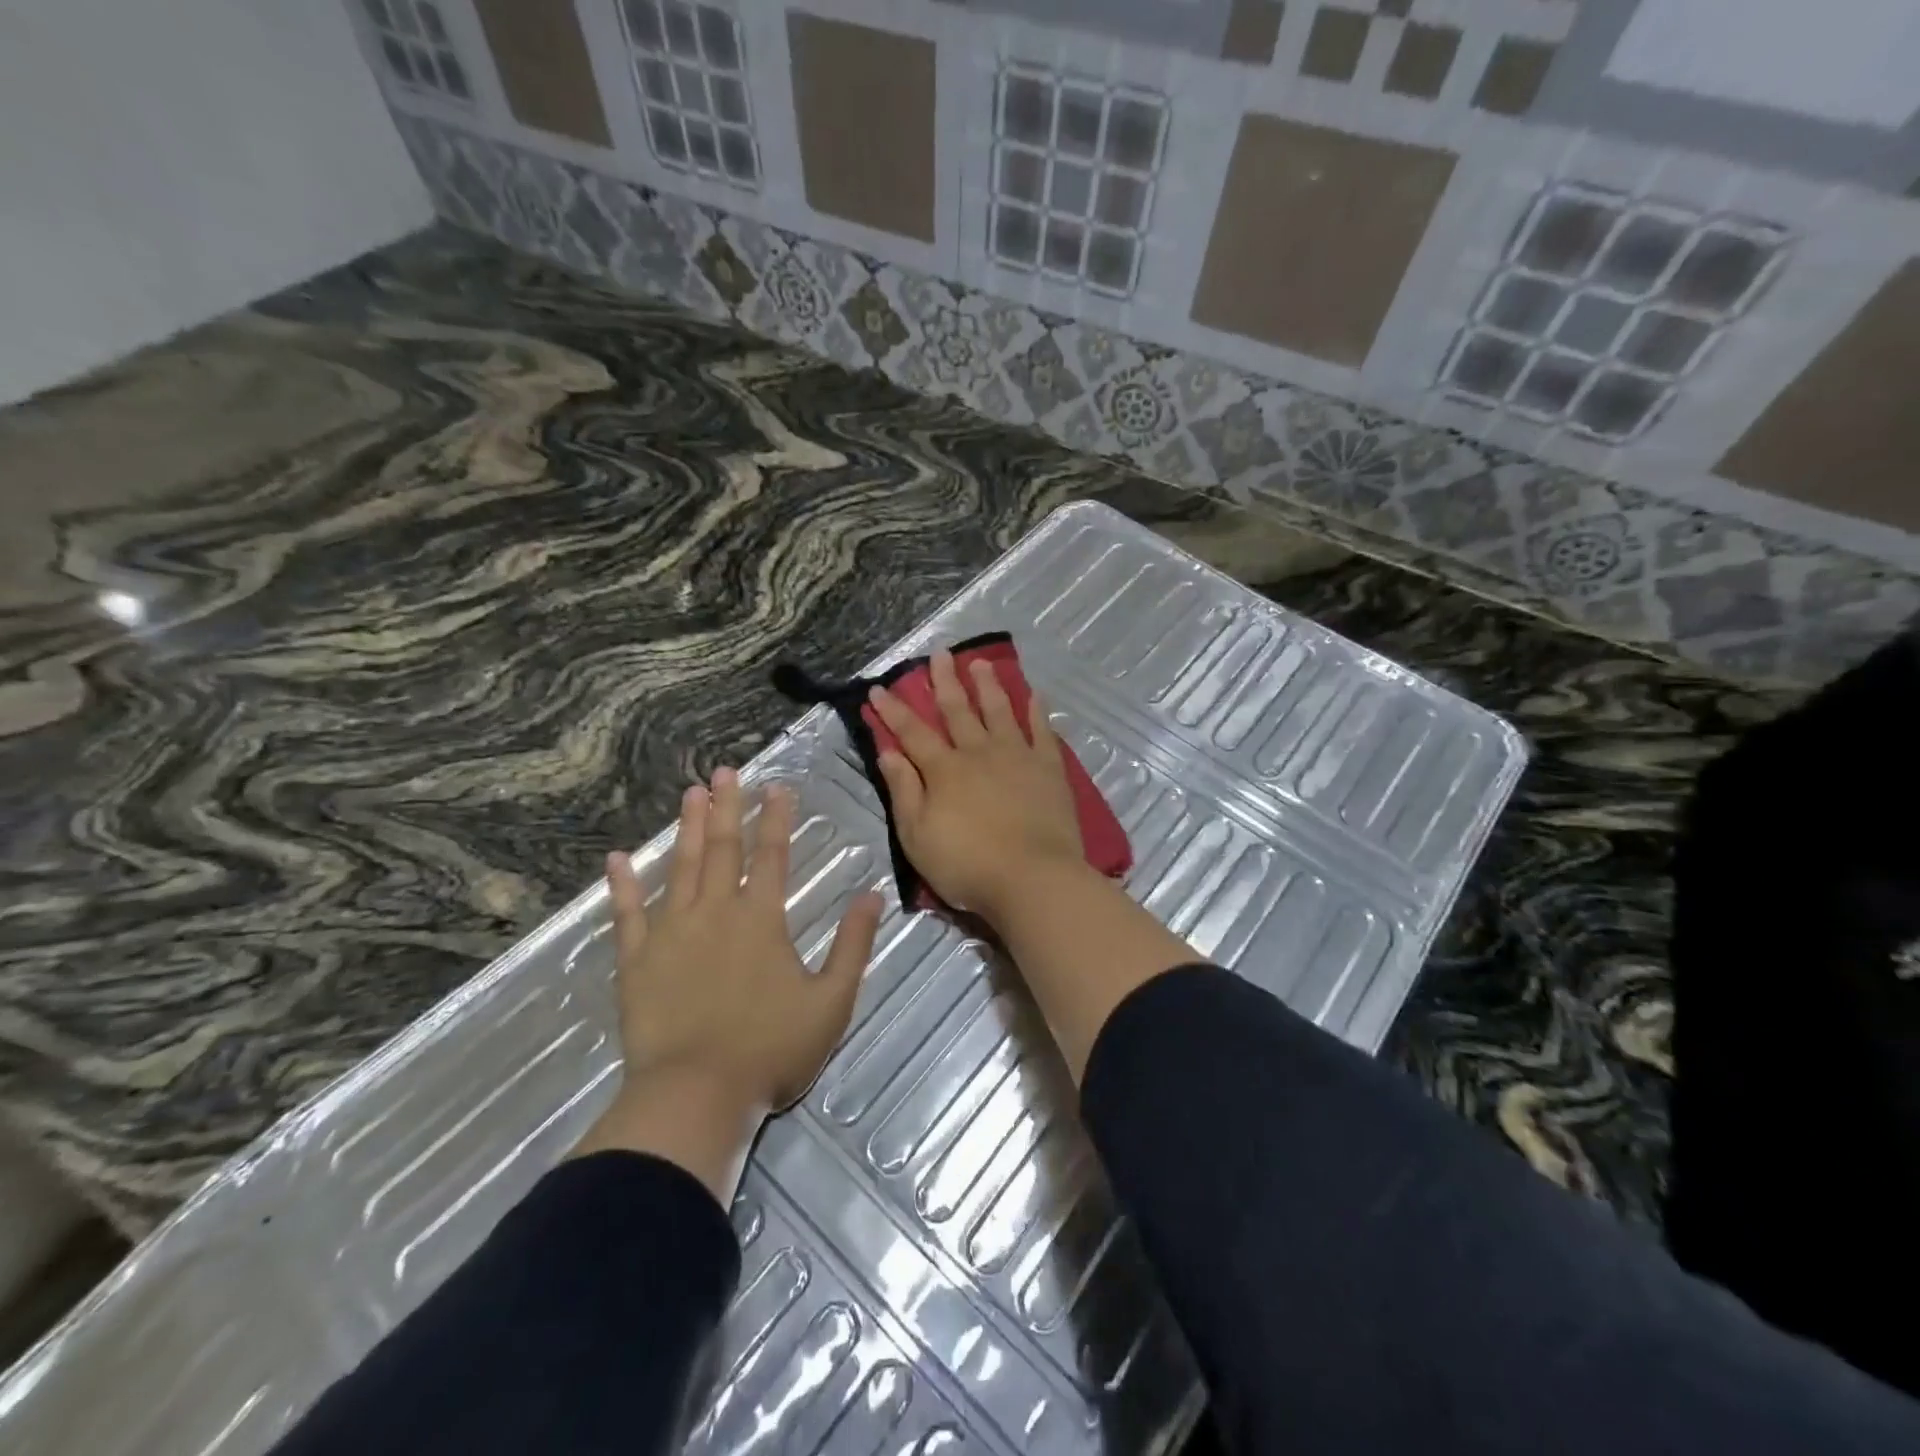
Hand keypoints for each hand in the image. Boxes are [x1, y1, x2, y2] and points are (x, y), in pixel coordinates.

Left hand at [606, 768, 882, 1112]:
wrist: (696, 1093)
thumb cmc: (771, 1049)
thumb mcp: (832, 1000)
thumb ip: (853, 944)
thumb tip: (872, 895)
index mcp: (762, 919)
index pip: (772, 855)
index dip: (776, 818)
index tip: (777, 785)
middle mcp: (716, 912)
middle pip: (723, 849)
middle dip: (728, 807)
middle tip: (724, 771)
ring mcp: (671, 932)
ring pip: (680, 868)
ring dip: (687, 828)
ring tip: (690, 793)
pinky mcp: (636, 960)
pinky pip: (626, 913)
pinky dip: (622, 885)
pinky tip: (616, 858)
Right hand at [870, 647, 1084, 922]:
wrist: (1033, 878)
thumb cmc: (967, 865)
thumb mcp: (917, 836)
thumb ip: (903, 791)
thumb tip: (888, 751)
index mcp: (944, 770)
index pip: (912, 733)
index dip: (893, 710)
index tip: (878, 688)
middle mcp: (979, 753)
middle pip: (958, 710)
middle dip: (945, 681)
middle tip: (939, 653)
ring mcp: (1017, 757)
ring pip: (999, 711)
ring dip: (988, 685)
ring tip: (980, 662)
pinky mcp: (1049, 769)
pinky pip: (1042, 731)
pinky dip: (1037, 711)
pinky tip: (1035, 694)